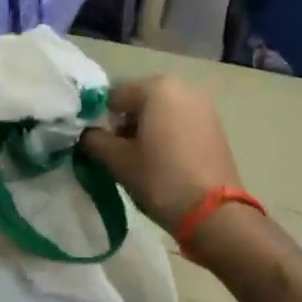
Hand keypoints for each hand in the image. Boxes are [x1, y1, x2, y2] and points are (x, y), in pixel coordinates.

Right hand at [80, 76, 243, 232]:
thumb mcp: (118, 161)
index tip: (93, 142)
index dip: (97, 118)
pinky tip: (161, 161)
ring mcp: (203, 106)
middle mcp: (183, 88)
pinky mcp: (215, 126)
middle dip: (123, 122)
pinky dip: (165, 135)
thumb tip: (87, 134)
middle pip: (139, 100)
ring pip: (160, 111)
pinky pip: (179, 122)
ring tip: (138, 160)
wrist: (214, 213)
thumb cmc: (160, 179)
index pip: (113, 95)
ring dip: (144, 129)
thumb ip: (94, 140)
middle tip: (115, 153)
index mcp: (157, 88)